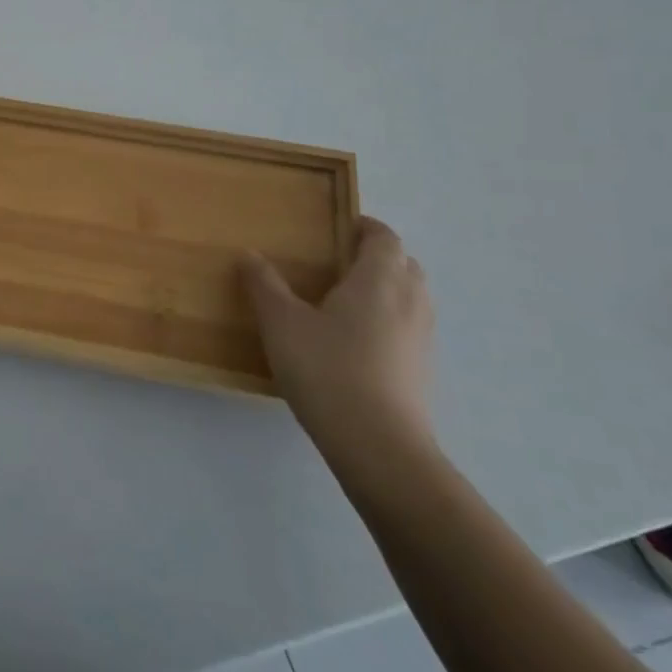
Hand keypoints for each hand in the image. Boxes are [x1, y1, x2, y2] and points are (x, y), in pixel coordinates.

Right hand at [241, 217, 434, 455]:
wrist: (378, 445)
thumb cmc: (327, 369)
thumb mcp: (281, 322)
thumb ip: (264, 284)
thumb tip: (249, 254)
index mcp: (378, 280)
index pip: (385, 238)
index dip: (367, 227)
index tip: (342, 226)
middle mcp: (410, 302)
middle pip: (405, 265)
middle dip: (378, 257)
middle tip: (339, 262)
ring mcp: (422, 338)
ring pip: (411, 297)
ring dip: (387, 289)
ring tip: (345, 301)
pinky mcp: (422, 370)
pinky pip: (409, 328)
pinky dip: (389, 321)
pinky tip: (356, 342)